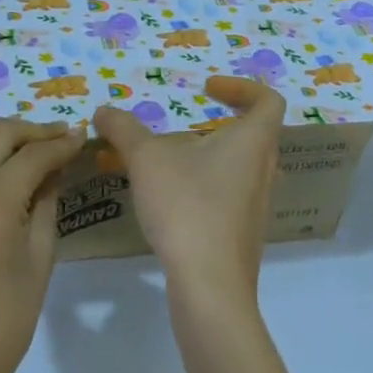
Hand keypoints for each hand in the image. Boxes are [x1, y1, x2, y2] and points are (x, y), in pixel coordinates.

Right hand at [93, 76, 285, 307]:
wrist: (209, 285)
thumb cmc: (187, 208)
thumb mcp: (146, 160)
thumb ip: (124, 130)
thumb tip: (104, 110)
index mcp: (253, 142)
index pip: (268, 100)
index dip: (241, 88)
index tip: (206, 89)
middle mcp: (263, 171)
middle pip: (252, 134)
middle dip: (216, 123)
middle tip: (183, 124)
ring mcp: (256, 206)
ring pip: (236, 167)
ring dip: (204, 157)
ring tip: (164, 161)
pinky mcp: (241, 234)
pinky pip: (226, 196)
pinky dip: (201, 186)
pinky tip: (166, 198)